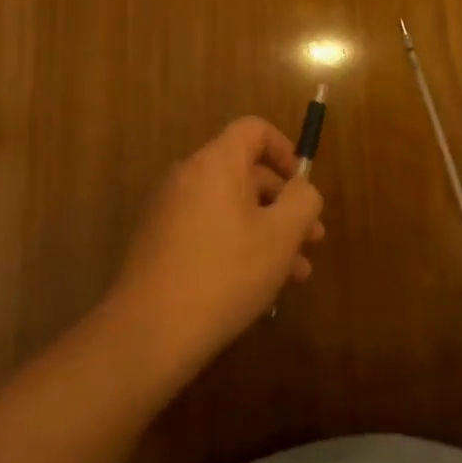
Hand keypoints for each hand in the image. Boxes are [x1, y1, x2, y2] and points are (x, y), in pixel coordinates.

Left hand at [106, 116, 325, 377]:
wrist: (149, 333)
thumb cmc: (226, 273)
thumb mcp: (282, 235)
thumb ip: (303, 200)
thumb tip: (302, 189)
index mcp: (216, 163)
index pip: (254, 129)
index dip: (285, 150)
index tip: (303, 186)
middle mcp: (188, 176)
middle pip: (245, 172)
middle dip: (284, 203)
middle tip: (312, 240)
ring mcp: (169, 210)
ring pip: (231, 207)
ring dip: (267, 231)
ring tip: (295, 274)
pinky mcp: (160, 243)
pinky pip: (209, 228)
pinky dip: (238, 244)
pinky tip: (258, 286)